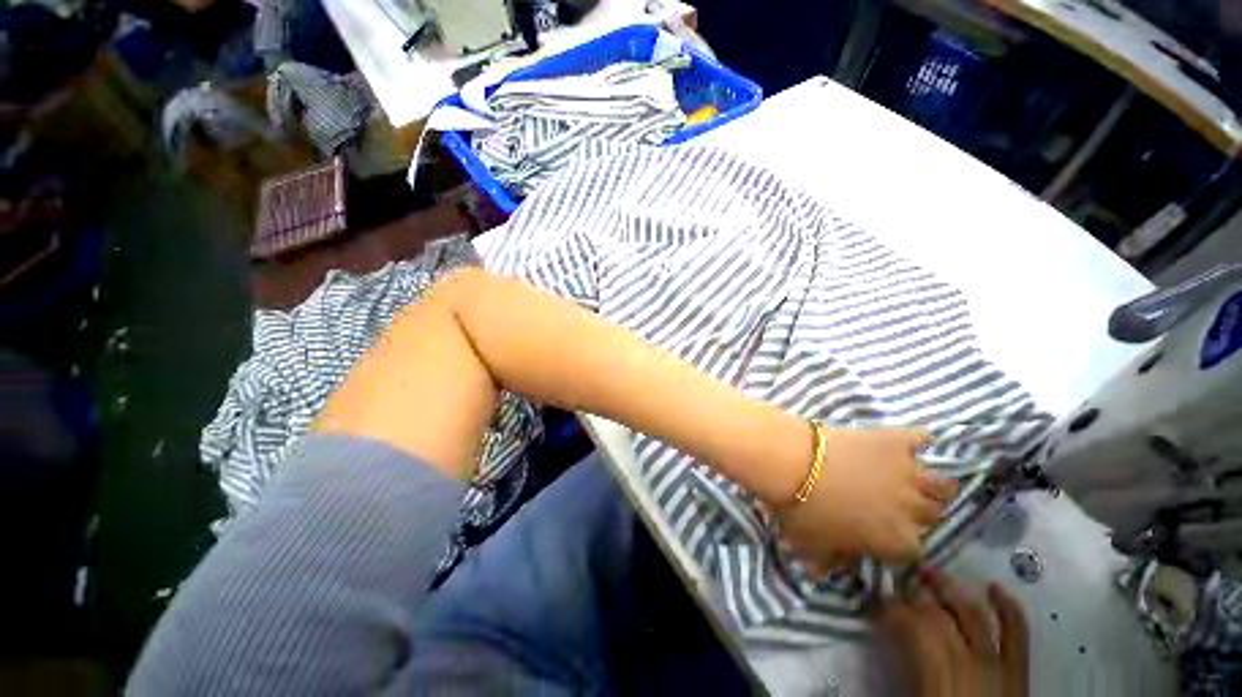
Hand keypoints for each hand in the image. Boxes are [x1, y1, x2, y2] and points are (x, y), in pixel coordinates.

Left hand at [776, 429, 955, 564]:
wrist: (793, 463)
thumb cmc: (801, 511)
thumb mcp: (811, 548)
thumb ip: (824, 565)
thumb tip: (823, 575)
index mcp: (896, 542)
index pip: (912, 549)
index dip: (897, 541)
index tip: (883, 533)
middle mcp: (913, 510)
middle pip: (931, 515)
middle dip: (916, 513)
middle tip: (894, 503)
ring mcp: (909, 473)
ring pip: (940, 484)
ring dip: (930, 484)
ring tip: (913, 479)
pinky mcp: (895, 441)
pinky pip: (920, 439)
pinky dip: (919, 441)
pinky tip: (913, 442)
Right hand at [878, 569, 1029, 696]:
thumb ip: (901, 669)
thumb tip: (883, 629)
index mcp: (939, 684)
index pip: (914, 632)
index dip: (891, 609)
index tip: (874, 598)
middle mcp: (971, 669)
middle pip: (942, 620)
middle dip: (917, 594)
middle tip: (897, 578)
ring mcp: (1000, 669)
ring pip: (975, 619)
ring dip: (952, 592)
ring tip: (931, 572)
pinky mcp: (1020, 673)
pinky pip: (1018, 637)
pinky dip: (1009, 610)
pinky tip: (994, 586)